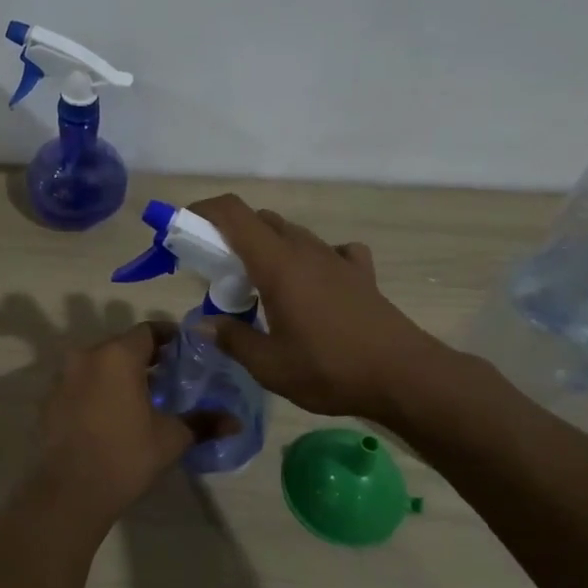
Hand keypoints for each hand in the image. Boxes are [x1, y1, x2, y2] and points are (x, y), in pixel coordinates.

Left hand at [33, 321, 229, 529]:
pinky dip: (97, 390)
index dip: (169, 337)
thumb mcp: (171, 438)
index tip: (184, 351)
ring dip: (118, 373)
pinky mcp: (50, 400)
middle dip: (144, 356)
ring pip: (98, 364)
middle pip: (121, 345)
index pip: (148, 331)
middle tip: (167, 375)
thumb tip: (235, 422)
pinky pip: (80, 384)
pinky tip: (110, 414)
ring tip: (140, 396)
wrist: (71, 491)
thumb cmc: (126, 455)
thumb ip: (203, 422)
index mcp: (118, 355)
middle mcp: (87, 356)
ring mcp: (63, 377)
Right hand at [191, 194, 447, 420]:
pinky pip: (330, 252)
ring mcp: (336, 259)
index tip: (183, 230)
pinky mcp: (360, 274)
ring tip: (259, 287)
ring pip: (292, 235)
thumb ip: (231, 339)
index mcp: (277, 264)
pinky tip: (313, 285)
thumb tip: (203, 324)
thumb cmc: (329, 368)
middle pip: (260, 221)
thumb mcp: (269, 365)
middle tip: (218, 273)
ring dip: (267, 249)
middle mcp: (305, 250)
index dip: (203, 211)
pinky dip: (312, 260)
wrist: (404, 376)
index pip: (233, 213)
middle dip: (230, 237)